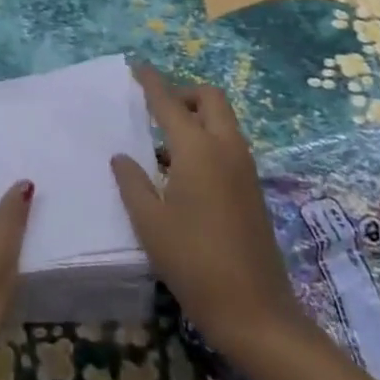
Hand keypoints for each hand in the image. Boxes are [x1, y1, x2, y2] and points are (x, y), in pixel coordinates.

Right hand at [111, 65, 300, 363]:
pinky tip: (184, 172)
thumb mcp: (150, 224)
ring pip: (223, 120)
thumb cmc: (194, 263)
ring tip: (165, 143)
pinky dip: (208, 139)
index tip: (136, 66)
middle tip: (157, 110)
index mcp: (197, 149)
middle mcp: (225, 147)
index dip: (151, 82)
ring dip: (198, 117)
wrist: (257, 312)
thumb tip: (122, 156)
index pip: (169, 102)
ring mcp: (244, 167)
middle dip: (184, 93)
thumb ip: (133, 183)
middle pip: (209, 98)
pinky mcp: (253, 188)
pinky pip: (228, 144)